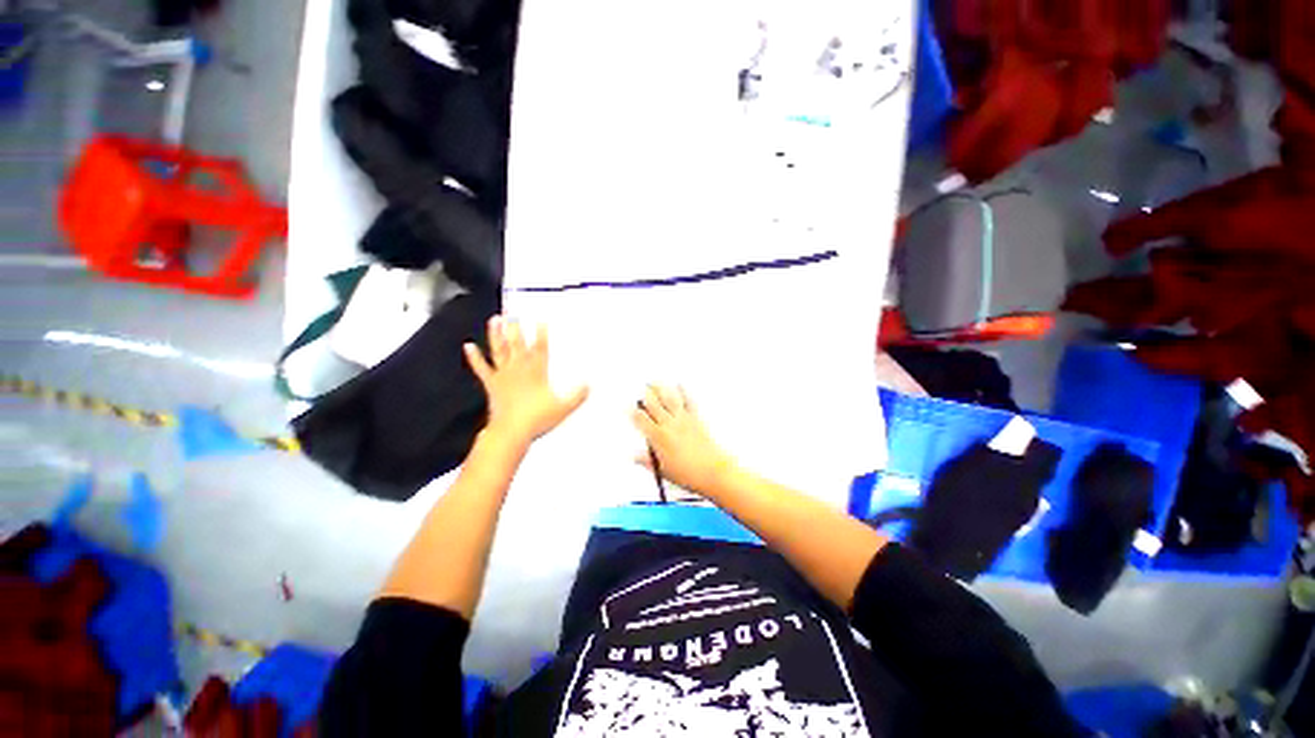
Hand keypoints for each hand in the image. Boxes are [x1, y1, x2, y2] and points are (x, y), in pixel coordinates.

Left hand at [464, 317, 588, 446]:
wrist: (511, 432)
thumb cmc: (537, 418)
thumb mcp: (564, 407)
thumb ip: (577, 395)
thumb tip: (589, 384)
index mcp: (537, 372)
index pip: (540, 348)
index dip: (541, 333)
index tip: (541, 319)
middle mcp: (519, 369)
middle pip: (518, 344)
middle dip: (517, 328)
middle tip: (514, 313)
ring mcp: (503, 376)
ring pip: (500, 350)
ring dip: (496, 335)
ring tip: (495, 319)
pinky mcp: (492, 385)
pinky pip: (482, 368)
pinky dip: (474, 357)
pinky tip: (468, 347)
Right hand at [633, 385, 736, 495]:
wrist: (712, 471)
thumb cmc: (688, 473)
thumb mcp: (663, 470)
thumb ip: (647, 461)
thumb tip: (636, 457)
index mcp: (658, 437)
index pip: (641, 420)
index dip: (633, 412)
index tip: (629, 408)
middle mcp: (669, 425)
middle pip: (653, 405)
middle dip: (645, 396)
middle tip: (641, 390)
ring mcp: (683, 419)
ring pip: (668, 399)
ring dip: (660, 389)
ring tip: (654, 382)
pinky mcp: (695, 419)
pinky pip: (688, 401)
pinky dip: (683, 391)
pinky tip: (680, 384)